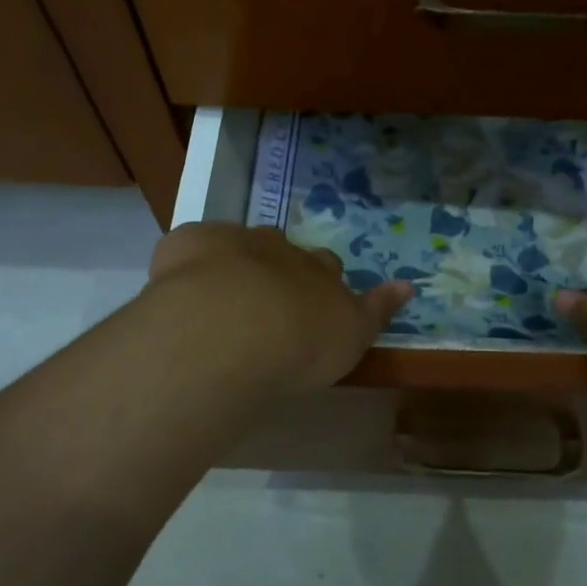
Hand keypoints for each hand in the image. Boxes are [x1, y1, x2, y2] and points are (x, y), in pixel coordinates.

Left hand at [146, 223, 413, 393]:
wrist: (234, 328)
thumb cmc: (300, 343)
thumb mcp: (352, 337)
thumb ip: (377, 310)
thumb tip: (407, 285)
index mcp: (319, 271)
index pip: (328, 267)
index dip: (321, 282)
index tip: (313, 304)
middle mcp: (281, 249)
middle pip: (284, 250)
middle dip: (278, 268)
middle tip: (266, 303)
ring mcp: (234, 242)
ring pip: (238, 244)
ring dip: (233, 262)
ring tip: (220, 299)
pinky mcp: (188, 243)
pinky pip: (191, 246)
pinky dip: (188, 260)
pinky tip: (178, 290)